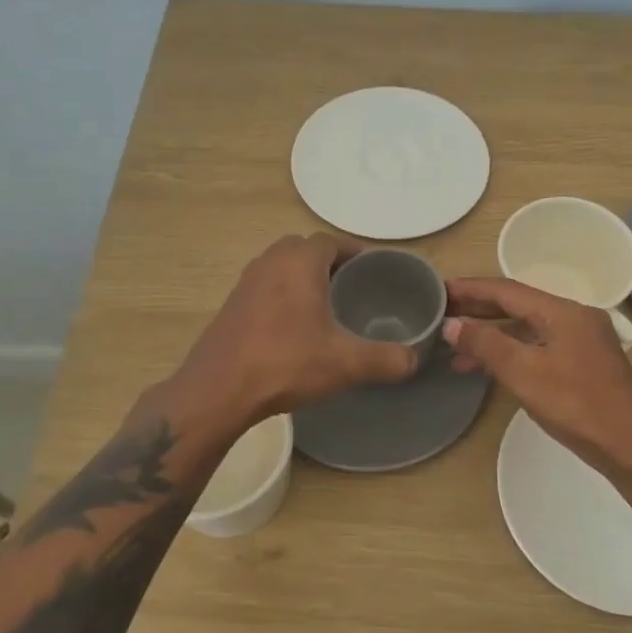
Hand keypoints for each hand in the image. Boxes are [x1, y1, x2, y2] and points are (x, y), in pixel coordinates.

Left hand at [176, 235, 419, 423]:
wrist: (217, 391)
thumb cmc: (285, 364)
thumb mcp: (346, 364)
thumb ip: (387, 360)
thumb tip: (414, 359)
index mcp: (299, 262)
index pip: (332, 241)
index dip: (355, 252)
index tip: (376, 270)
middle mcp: (270, 262)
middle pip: (304, 248)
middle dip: (330, 262)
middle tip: (354, 286)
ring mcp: (245, 283)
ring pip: (281, 267)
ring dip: (304, 278)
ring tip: (328, 305)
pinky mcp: (231, 306)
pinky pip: (265, 288)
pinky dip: (284, 296)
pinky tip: (296, 327)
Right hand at [443, 277, 631, 478]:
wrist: (629, 446)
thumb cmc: (575, 405)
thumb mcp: (523, 372)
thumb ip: (485, 344)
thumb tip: (451, 325)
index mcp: (563, 312)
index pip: (507, 290)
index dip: (470, 289)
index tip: (439, 289)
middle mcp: (575, 317)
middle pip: (518, 306)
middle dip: (479, 310)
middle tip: (442, 313)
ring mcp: (582, 341)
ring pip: (528, 329)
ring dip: (492, 336)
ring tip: (455, 349)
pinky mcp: (584, 363)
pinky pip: (539, 347)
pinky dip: (513, 352)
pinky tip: (490, 368)